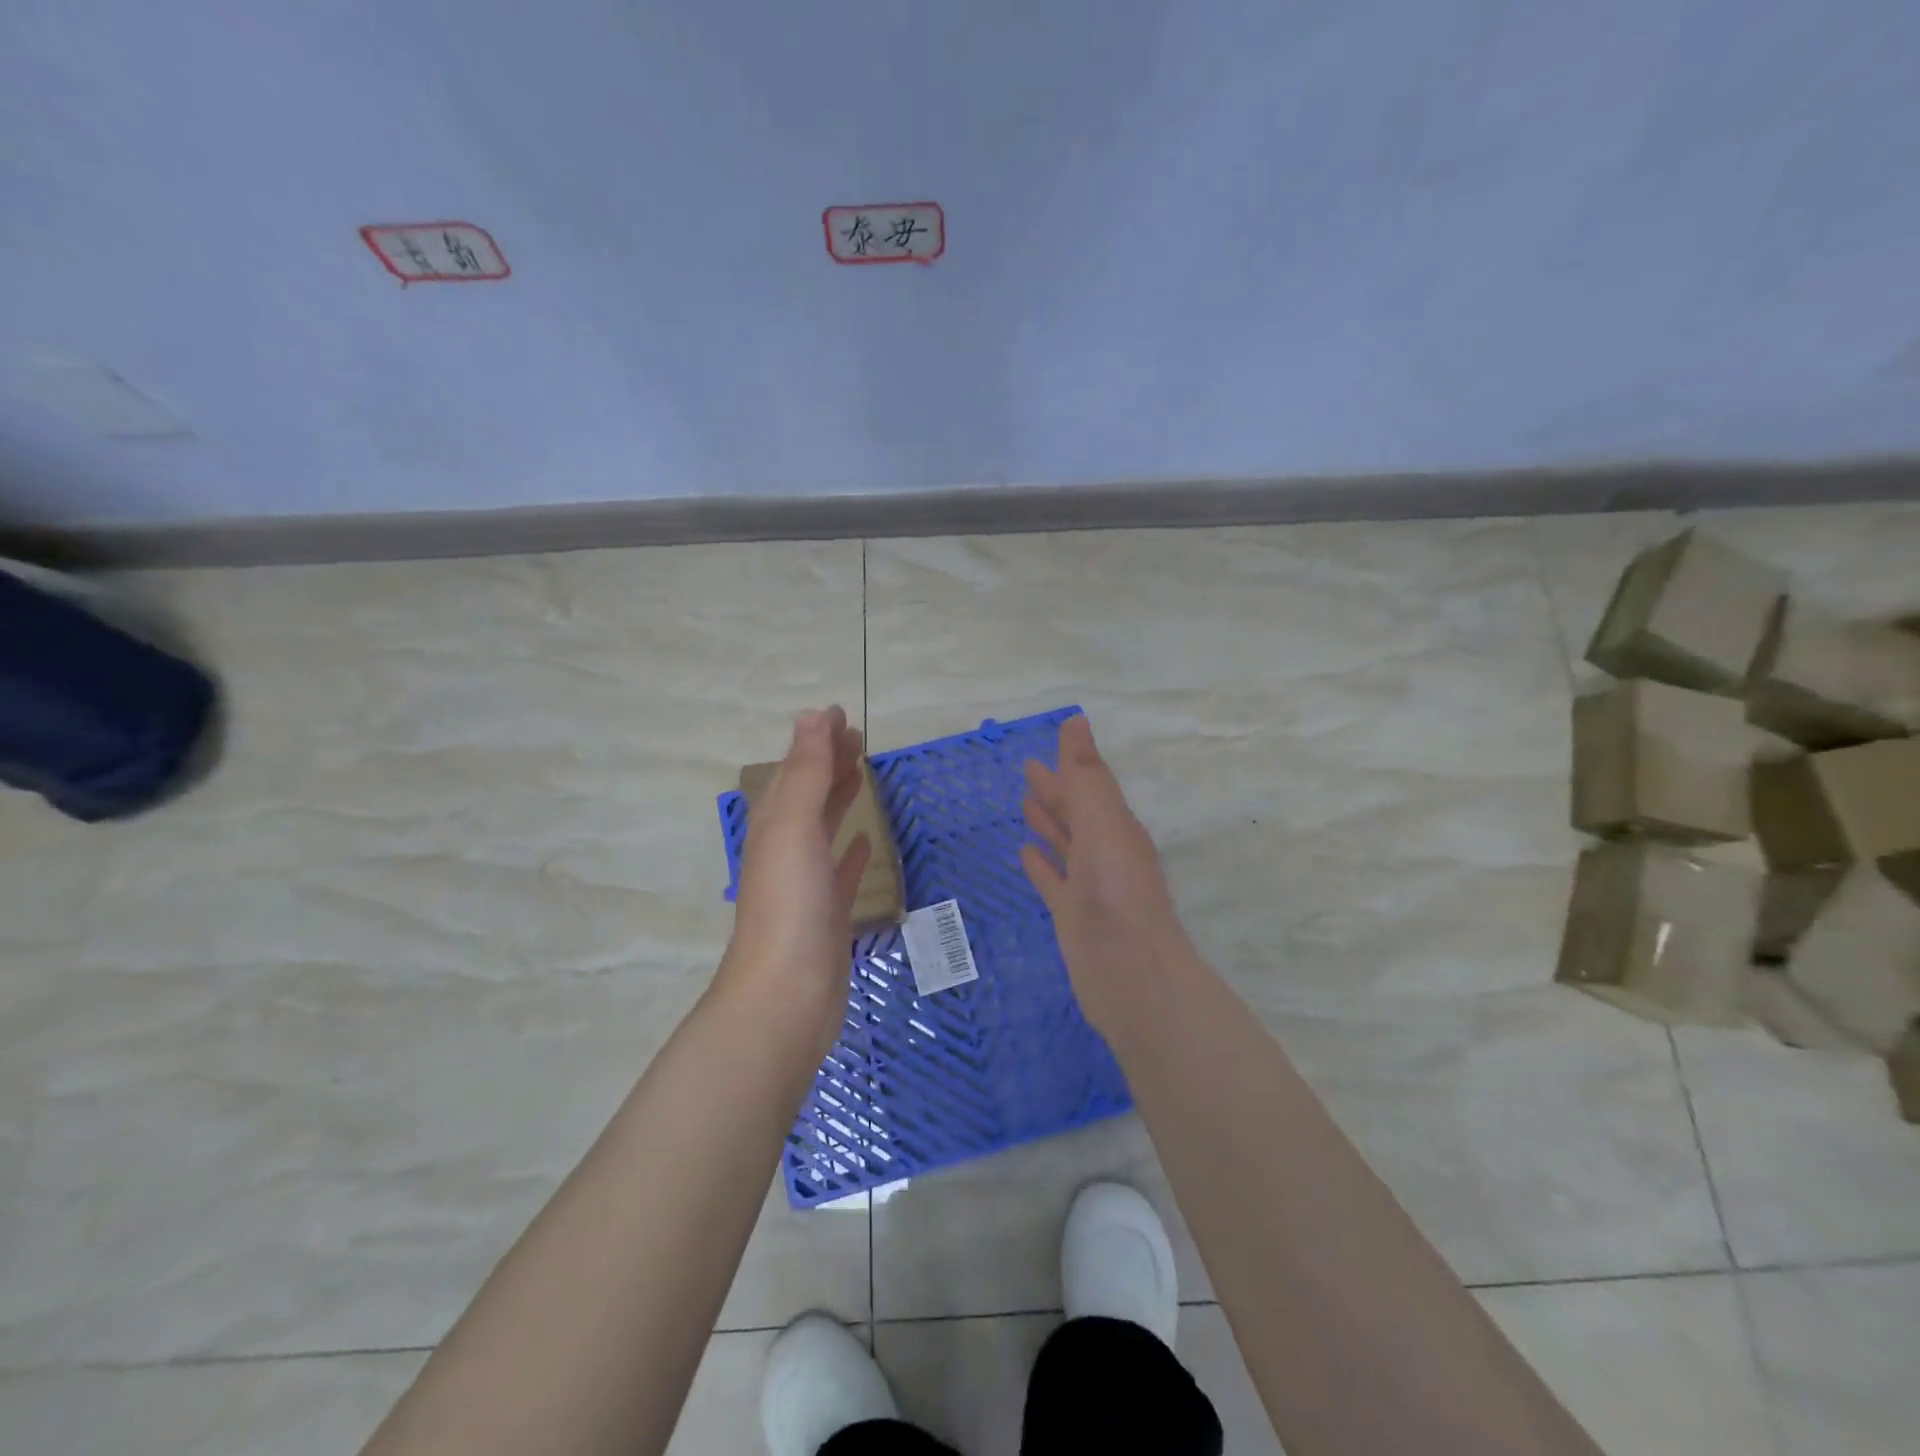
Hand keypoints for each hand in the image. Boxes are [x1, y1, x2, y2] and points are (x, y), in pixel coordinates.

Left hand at [718, 707, 872, 1050]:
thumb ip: (806, 773)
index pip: (794, 770)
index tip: (840, 715)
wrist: (787, 996)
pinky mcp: (827, 914)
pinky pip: (840, 871)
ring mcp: (806, 884)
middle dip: (828, 763)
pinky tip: (864, 841)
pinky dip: (851, 850)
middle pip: (807, 794)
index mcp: (775, 826)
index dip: (815, 741)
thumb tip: (810, 715)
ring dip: (837, 798)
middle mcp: (786, 849)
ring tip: (860, 774)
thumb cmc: (790, 905)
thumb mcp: (795, 828)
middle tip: (858, 737)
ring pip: (822, 828)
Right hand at [1020, 714, 1195, 1040]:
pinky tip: (1024, 854)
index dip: (1071, 763)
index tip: (1051, 740)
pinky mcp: (1072, 915)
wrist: (1130, 976)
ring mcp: (1089, 886)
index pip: (1090, 786)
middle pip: (1077, 813)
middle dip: (1055, 790)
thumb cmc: (1117, 894)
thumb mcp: (1103, 825)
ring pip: (1066, 844)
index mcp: (1116, 828)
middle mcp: (1105, 853)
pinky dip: (1040, 864)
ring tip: (1025, 803)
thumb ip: (1086, 777)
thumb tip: (1077, 721)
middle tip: (1027, 768)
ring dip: (1049, 822)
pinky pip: (1052, 880)